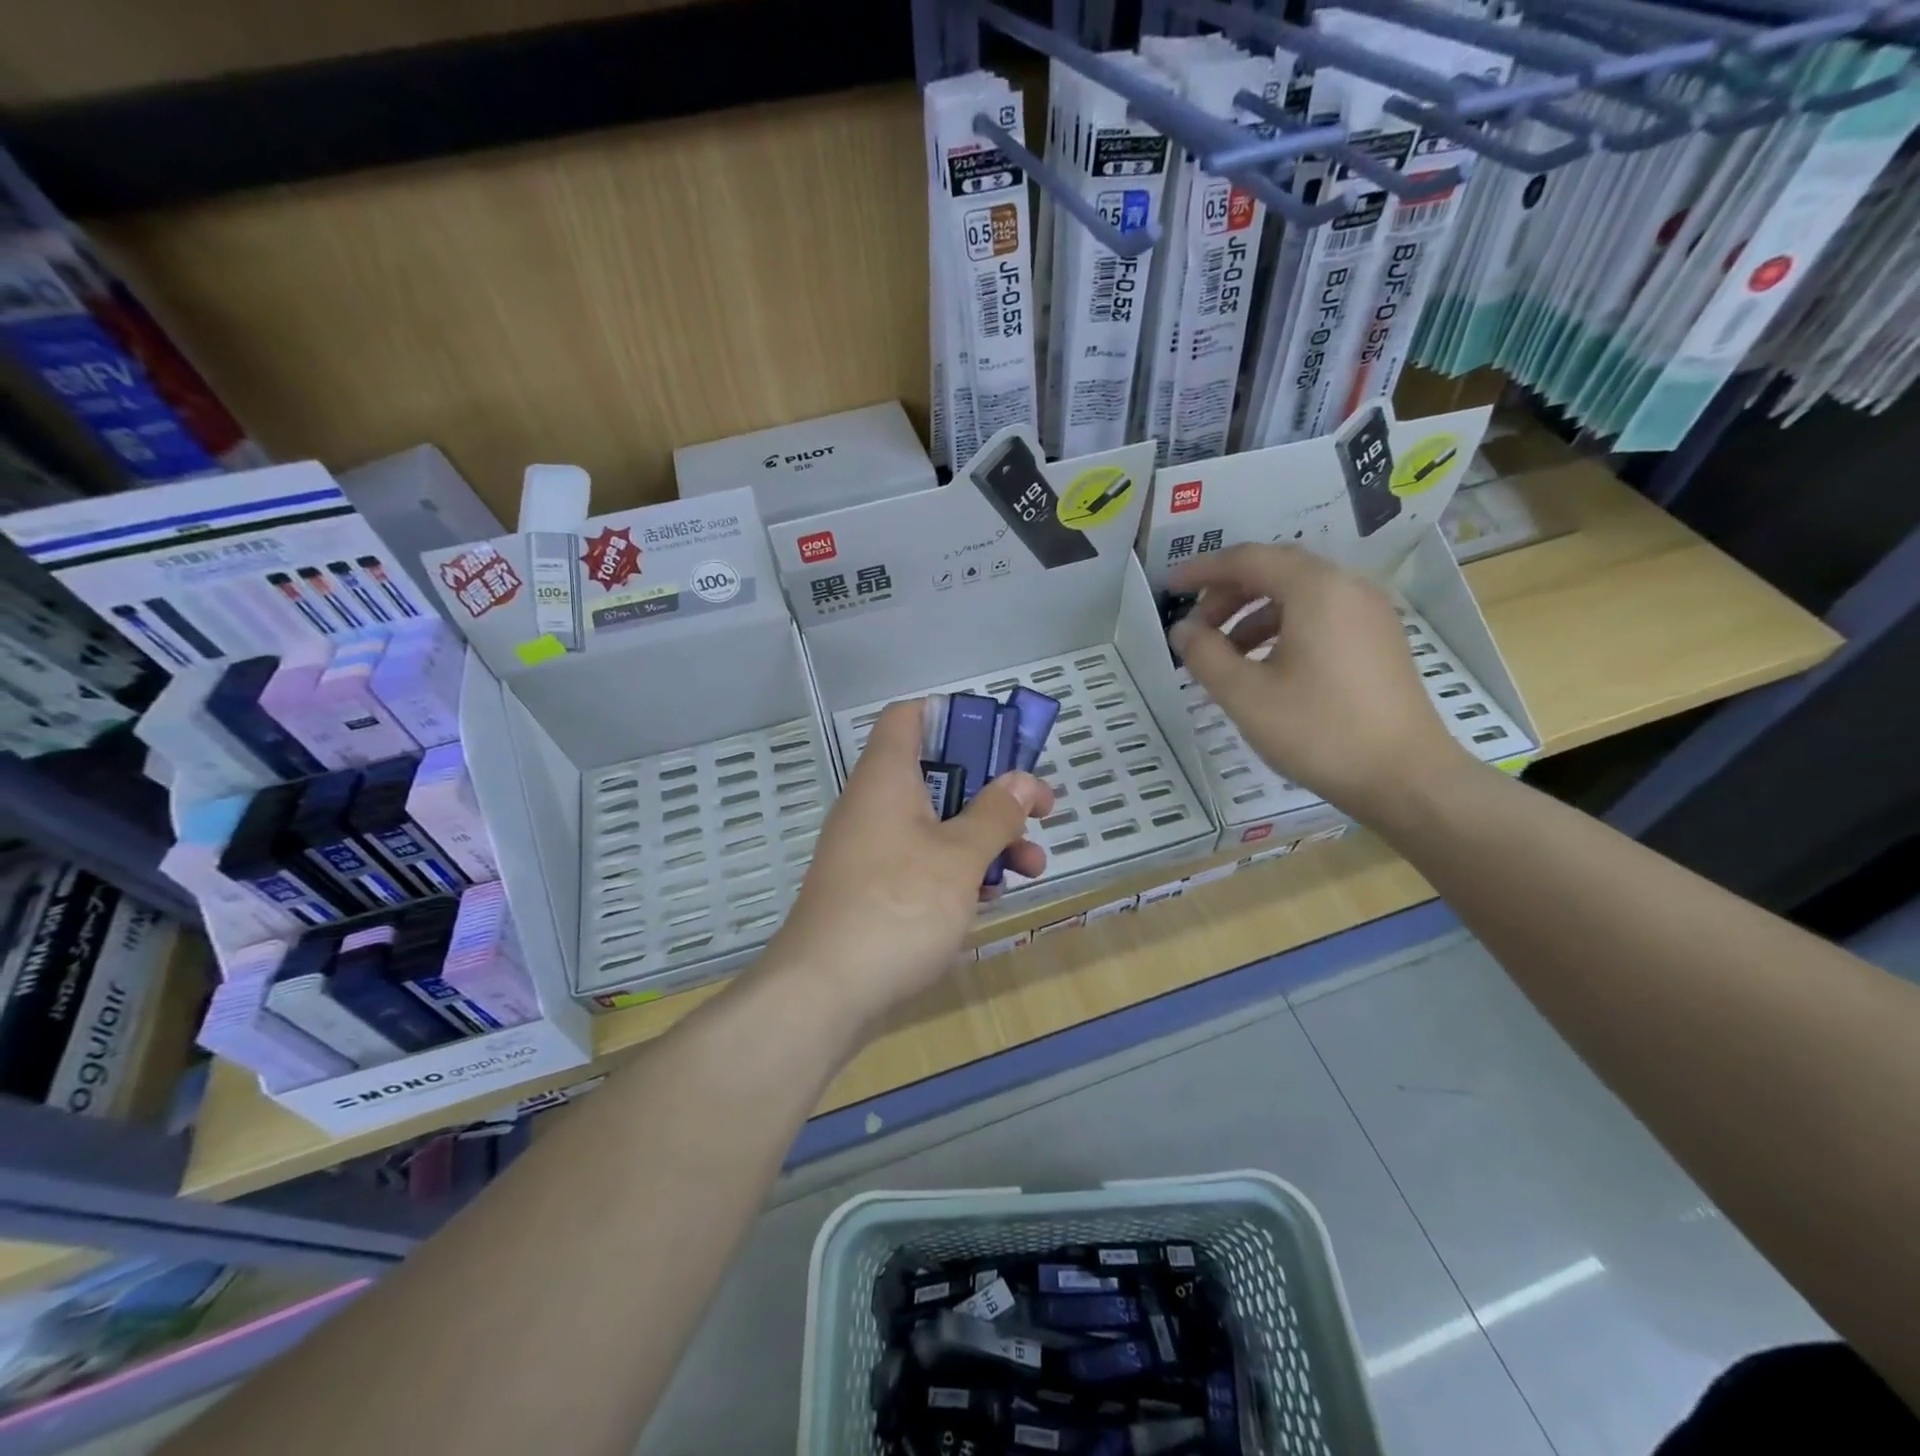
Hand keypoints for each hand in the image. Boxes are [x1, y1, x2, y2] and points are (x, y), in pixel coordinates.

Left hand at [765, 700, 1053, 1026]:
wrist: (824, 993)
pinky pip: (920, 862)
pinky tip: (988, 898)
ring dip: (984, 838)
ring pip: (935, 824)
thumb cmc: (898, 907)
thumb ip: (996, 813)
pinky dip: (957, 871)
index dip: (955, 718)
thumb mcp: (960, 856)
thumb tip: (1023, 780)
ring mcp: (870, 849)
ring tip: (1031, 867)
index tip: (1001, 743)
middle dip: (992, 792)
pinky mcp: (872, 889)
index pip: (910, 716)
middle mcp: (874, 804)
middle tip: (1037, 813)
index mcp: (887, 777)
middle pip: (937, 774)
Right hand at [1170, 543, 1467, 819]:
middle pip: (1276, 570)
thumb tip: (1182, 630)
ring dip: (1253, 613)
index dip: (1202, 570)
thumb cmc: (1319, 731)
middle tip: (1196, 626)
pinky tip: (1264, 665)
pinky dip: (1282, 627)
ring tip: (1224, 653)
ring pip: (1299, 594)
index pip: (1248, 559)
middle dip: (1227, 592)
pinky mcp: (1379, 640)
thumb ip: (1205, 655)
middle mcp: (1348, 588)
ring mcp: (1370, 614)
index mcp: (1316, 589)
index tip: (1169, 588)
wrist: (1405, 777)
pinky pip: (1321, 615)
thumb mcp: (1246, 695)